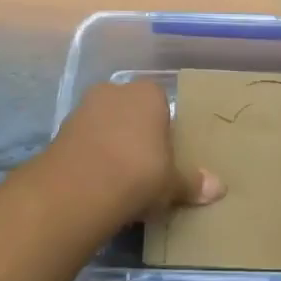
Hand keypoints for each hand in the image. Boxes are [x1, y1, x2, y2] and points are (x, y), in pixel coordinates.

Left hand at [39, 81, 223, 223]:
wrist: (79, 187)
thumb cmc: (139, 173)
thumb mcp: (172, 183)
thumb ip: (192, 183)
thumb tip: (220, 189)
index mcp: (148, 94)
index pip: (161, 104)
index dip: (164, 131)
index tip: (165, 158)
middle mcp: (115, 91)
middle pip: (131, 112)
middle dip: (136, 135)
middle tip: (144, 169)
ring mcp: (84, 108)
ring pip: (105, 125)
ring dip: (110, 146)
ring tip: (118, 180)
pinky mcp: (60, 130)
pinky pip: (84, 142)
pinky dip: (90, 158)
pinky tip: (96, 183)